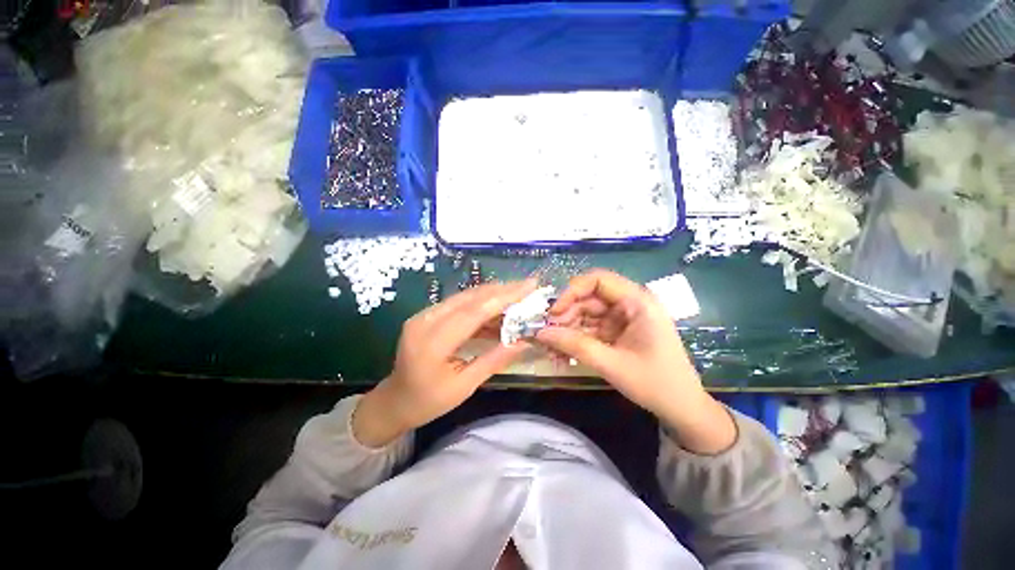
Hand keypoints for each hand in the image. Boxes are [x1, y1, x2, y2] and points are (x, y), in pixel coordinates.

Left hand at [353, 279, 538, 446]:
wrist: (395, 400)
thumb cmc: (429, 401)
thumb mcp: (465, 386)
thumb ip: (494, 360)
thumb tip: (525, 342)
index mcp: (432, 343)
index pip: (474, 312)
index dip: (503, 297)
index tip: (529, 287)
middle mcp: (425, 320)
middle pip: (470, 298)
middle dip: (502, 290)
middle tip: (528, 286)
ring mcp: (424, 315)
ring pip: (465, 297)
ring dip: (493, 294)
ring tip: (519, 293)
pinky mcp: (428, 315)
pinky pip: (459, 303)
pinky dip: (481, 302)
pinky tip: (498, 307)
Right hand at [536, 270, 734, 453]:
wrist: (682, 409)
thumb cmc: (655, 384)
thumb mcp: (611, 364)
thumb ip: (575, 345)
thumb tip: (541, 333)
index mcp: (637, 302)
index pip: (598, 280)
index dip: (572, 291)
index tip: (554, 312)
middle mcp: (629, 304)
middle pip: (588, 298)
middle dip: (566, 316)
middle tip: (547, 336)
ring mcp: (623, 318)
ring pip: (586, 314)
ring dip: (567, 330)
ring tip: (552, 351)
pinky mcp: (618, 331)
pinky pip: (591, 328)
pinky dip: (576, 339)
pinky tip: (563, 355)